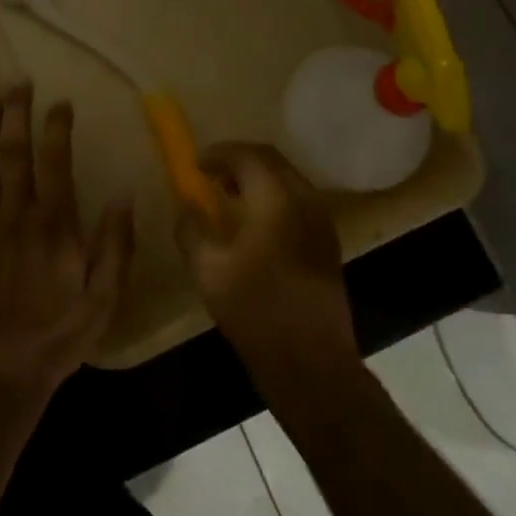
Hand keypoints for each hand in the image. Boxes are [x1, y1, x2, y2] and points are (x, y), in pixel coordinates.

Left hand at [0, 84, 134, 400]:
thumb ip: (116, 243)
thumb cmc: (58, 336)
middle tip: (16, 81)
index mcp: (54, 223)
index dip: (57, 127)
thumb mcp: (104, 296)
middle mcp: (16, 213)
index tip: (60, 101)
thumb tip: (125, 194)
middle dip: (16, 113)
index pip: (56, 161)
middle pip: (15, 152)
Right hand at [177, 143, 357, 389]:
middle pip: (272, 161)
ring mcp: (322, 222)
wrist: (311, 362)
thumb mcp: (208, 269)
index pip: (248, 155)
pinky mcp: (327, 243)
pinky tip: (254, 224)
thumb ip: (192, 229)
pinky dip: (272, 198)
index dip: (219, 153)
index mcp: (276, 199)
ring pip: (287, 180)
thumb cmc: (255, 310)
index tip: (196, 163)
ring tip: (228, 196)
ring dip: (257, 179)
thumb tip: (187, 207)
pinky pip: (297, 202)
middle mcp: (305, 200)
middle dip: (239, 161)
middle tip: (211, 174)